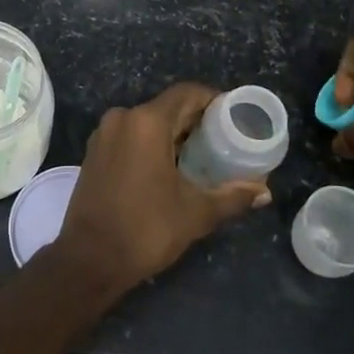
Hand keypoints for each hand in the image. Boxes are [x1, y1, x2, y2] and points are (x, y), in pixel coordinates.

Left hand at [54, 82, 269, 297]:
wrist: (89, 260)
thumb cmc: (146, 230)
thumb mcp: (196, 213)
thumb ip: (232, 196)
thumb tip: (264, 192)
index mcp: (147, 122)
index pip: (187, 94)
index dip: (213, 100)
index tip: (234, 116)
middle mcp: (122, 118)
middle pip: (167, 107)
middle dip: (196, 120)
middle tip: (224, 140)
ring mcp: (104, 134)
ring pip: (147, 121)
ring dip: (173, 133)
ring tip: (202, 154)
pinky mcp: (94, 152)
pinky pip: (130, 135)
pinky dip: (152, 143)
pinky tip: (171, 166)